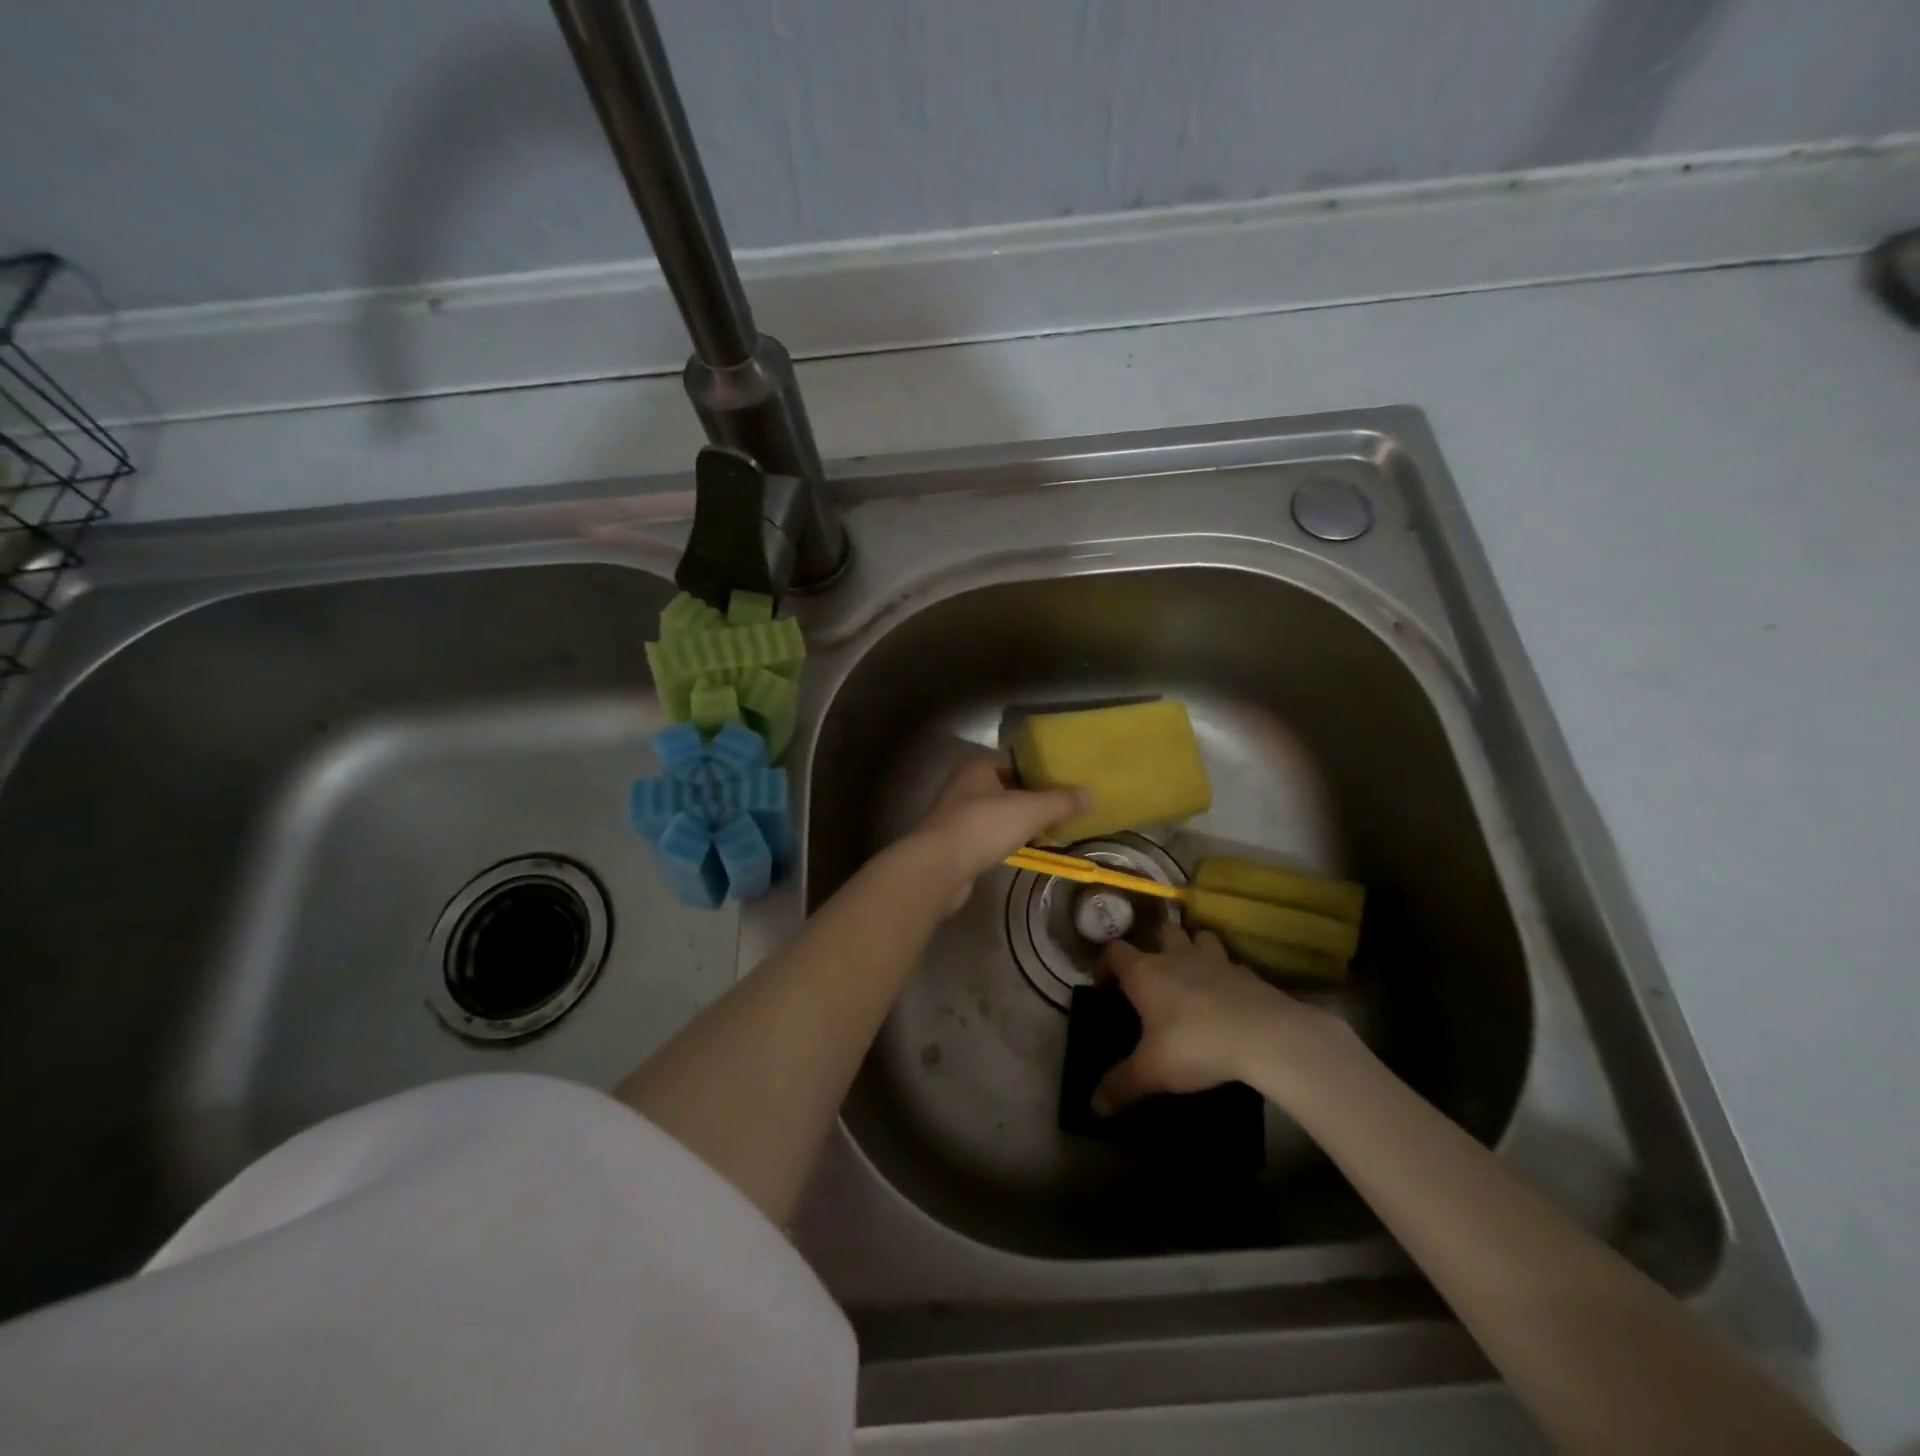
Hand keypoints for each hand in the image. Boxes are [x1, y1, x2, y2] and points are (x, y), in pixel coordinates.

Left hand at [912, 752, 1086, 912]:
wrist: (939, 866)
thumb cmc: (984, 826)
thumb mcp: (1030, 810)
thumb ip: (1060, 801)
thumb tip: (1089, 794)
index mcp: (978, 766)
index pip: (1014, 759)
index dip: (1039, 768)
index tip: (1064, 779)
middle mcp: (964, 785)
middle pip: (1006, 786)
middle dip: (1032, 795)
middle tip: (1063, 805)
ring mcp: (957, 815)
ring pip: (997, 812)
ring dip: (1018, 819)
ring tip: (1049, 827)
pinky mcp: (955, 842)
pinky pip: (988, 835)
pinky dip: (1006, 838)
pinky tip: (1024, 847)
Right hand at [1092, 921, 1306, 1112]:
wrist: (1263, 1035)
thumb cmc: (1195, 1045)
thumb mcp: (1152, 1071)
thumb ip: (1121, 1085)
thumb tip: (1095, 1106)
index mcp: (1146, 973)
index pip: (1115, 951)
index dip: (1106, 964)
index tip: (1106, 985)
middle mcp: (1177, 957)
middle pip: (1163, 931)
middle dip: (1157, 944)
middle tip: (1156, 973)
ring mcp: (1216, 961)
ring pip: (1201, 937)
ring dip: (1195, 948)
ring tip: (1194, 973)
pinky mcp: (1248, 974)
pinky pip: (1233, 966)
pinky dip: (1228, 975)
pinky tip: (1230, 997)